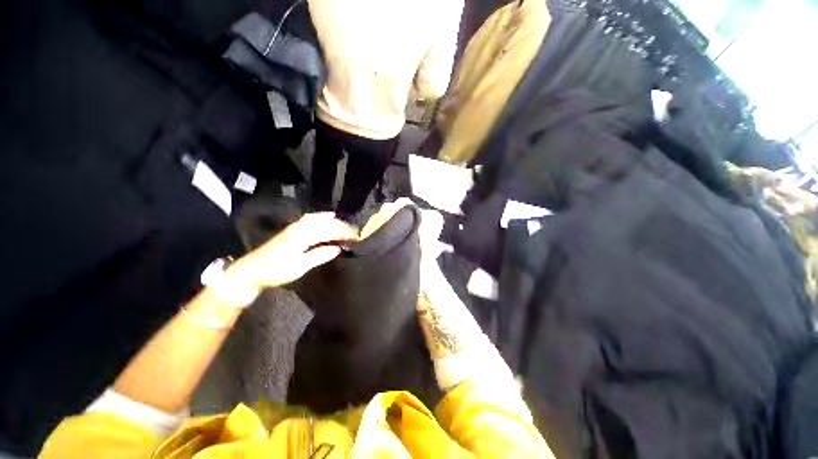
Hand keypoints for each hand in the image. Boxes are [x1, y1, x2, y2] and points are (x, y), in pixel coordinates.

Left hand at [229, 212, 357, 289]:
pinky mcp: (292, 230)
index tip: (356, 236)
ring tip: (344, 224)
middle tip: (354, 231)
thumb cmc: (276, 270)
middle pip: (324, 223)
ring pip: (318, 219)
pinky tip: (327, 217)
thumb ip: (319, 255)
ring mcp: (295, 227)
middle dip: (341, 226)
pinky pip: (310, 219)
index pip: (328, 231)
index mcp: (302, 236)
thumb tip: (337, 248)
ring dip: (333, 221)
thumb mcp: (300, 266)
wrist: (252, 270)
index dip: (343, 233)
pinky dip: (321, 217)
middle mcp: (299, 228)